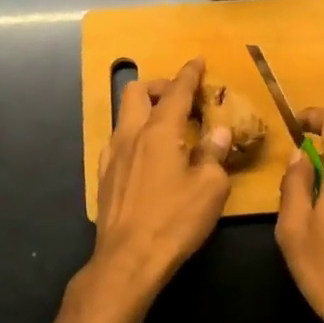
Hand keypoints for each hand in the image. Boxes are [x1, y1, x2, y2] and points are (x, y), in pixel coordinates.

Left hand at [91, 57, 232, 299]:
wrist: (128, 260)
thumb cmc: (174, 220)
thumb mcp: (210, 187)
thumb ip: (214, 153)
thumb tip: (219, 132)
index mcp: (159, 131)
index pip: (176, 91)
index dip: (189, 74)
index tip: (198, 62)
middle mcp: (131, 135)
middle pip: (137, 92)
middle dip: (160, 86)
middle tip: (181, 98)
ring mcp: (112, 156)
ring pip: (124, 116)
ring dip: (145, 110)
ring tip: (168, 127)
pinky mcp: (104, 178)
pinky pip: (118, 141)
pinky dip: (135, 135)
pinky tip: (148, 156)